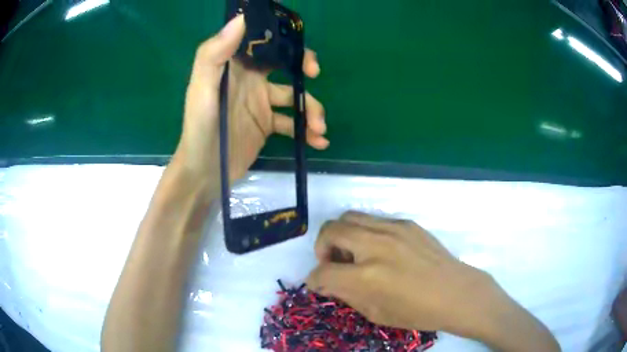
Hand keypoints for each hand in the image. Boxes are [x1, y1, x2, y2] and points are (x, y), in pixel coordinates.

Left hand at [174, 15, 328, 185]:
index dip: (286, 46)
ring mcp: (260, 105)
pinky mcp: (266, 127)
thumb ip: (214, 54)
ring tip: (319, 129)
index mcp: (235, 68)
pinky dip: (307, 132)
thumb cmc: (200, 128)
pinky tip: (318, 142)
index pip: (265, 46)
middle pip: (286, 69)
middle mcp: (250, 82)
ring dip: (311, 110)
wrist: (203, 173)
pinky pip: (292, 124)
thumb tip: (240, 19)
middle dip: (304, 72)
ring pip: (294, 99)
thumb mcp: (201, 89)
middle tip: (315, 80)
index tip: (301, 55)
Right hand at [306, 211, 491, 334]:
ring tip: (353, 253)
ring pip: (349, 217)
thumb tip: (328, 281)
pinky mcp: (406, 223)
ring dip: (341, 235)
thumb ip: (347, 294)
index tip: (318, 283)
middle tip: (332, 263)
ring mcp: (393, 229)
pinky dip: (364, 233)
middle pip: (330, 231)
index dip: (314, 279)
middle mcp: (376, 246)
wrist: (456, 292)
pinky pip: (373, 220)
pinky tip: (378, 249)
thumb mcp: (376, 313)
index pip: (323, 271)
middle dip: (321, 247)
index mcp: (367, 277)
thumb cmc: (417, 312)